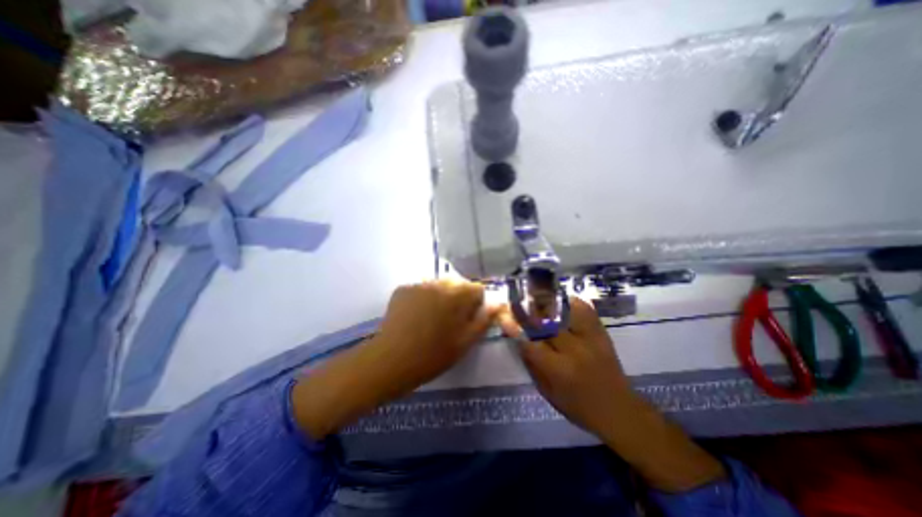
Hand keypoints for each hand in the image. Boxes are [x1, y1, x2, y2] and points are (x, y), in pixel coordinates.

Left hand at [293, 280, 496, 438]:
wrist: (391, 360)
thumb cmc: (433, 355)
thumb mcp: (465, 342)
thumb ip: (484, 320)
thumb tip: (498, 303)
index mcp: (458, 295)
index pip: (477, 289)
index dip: (476, 304)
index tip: (467, 320)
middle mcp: (439, 283)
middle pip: (457, 285)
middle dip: (458, 299)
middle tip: (449, 321)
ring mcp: (419, 284)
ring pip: (439, 286)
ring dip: (440, 297)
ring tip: (431, 318)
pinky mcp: (403, 288)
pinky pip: (421, 288)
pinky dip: (423, 298)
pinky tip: (415, 316)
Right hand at [501, 297, 629, 437]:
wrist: (619, 409)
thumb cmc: (578, 406)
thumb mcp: (548, 393)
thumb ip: (532, 365)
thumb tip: (519, 339)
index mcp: (558, 370)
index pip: (530, 343)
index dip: (514, 328)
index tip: (504, 316)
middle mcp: (574, 351)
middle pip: (546, 322)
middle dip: (528, 309)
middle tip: (517, 300)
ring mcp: (590, 339)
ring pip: (566, 312)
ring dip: (549, 302)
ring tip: (538, 293)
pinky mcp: (601, 334)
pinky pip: (586, 311)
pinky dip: (573, 303)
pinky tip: (563, 300)